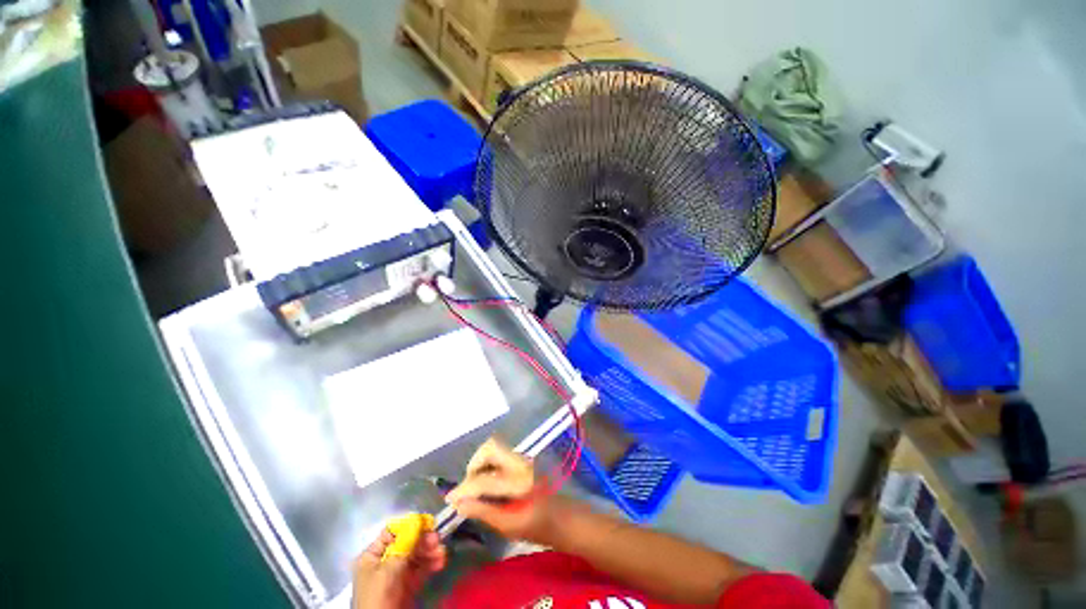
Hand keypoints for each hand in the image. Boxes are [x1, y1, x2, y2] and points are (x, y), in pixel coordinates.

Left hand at [352, 528, 446, 608]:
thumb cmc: (377, 597)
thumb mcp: (388, 570)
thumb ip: (404, 546)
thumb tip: (417, 521)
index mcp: (372, 556)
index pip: (391, 533)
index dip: (408, 526)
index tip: (426, 522)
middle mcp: (384, 562)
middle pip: (407, 543)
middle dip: (423, 540)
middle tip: (437, 539)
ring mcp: (396, 574)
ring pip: (416, 556)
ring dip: (430, 552)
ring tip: (442, 552)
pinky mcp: (407, 585)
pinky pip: (420, 569)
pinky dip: (431, 564)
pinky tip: (440, 562)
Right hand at [446, 438, 563, 543]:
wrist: (563, 516)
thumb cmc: (538, 526)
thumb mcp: (508, 525)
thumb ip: (483, 511)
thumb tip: (459, 504)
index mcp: (517, 480)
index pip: (483, 479)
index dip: (464, 489)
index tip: (450, 499)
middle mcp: (520, 462)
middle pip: (490, 447)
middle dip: (474, 464)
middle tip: (468, 486)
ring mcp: (522, 459)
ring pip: (495, 450)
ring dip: (481, 464)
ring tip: (475, 487)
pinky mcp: (522, 461)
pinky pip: (500, 456)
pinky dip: (489, 466)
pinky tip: (487, 485)